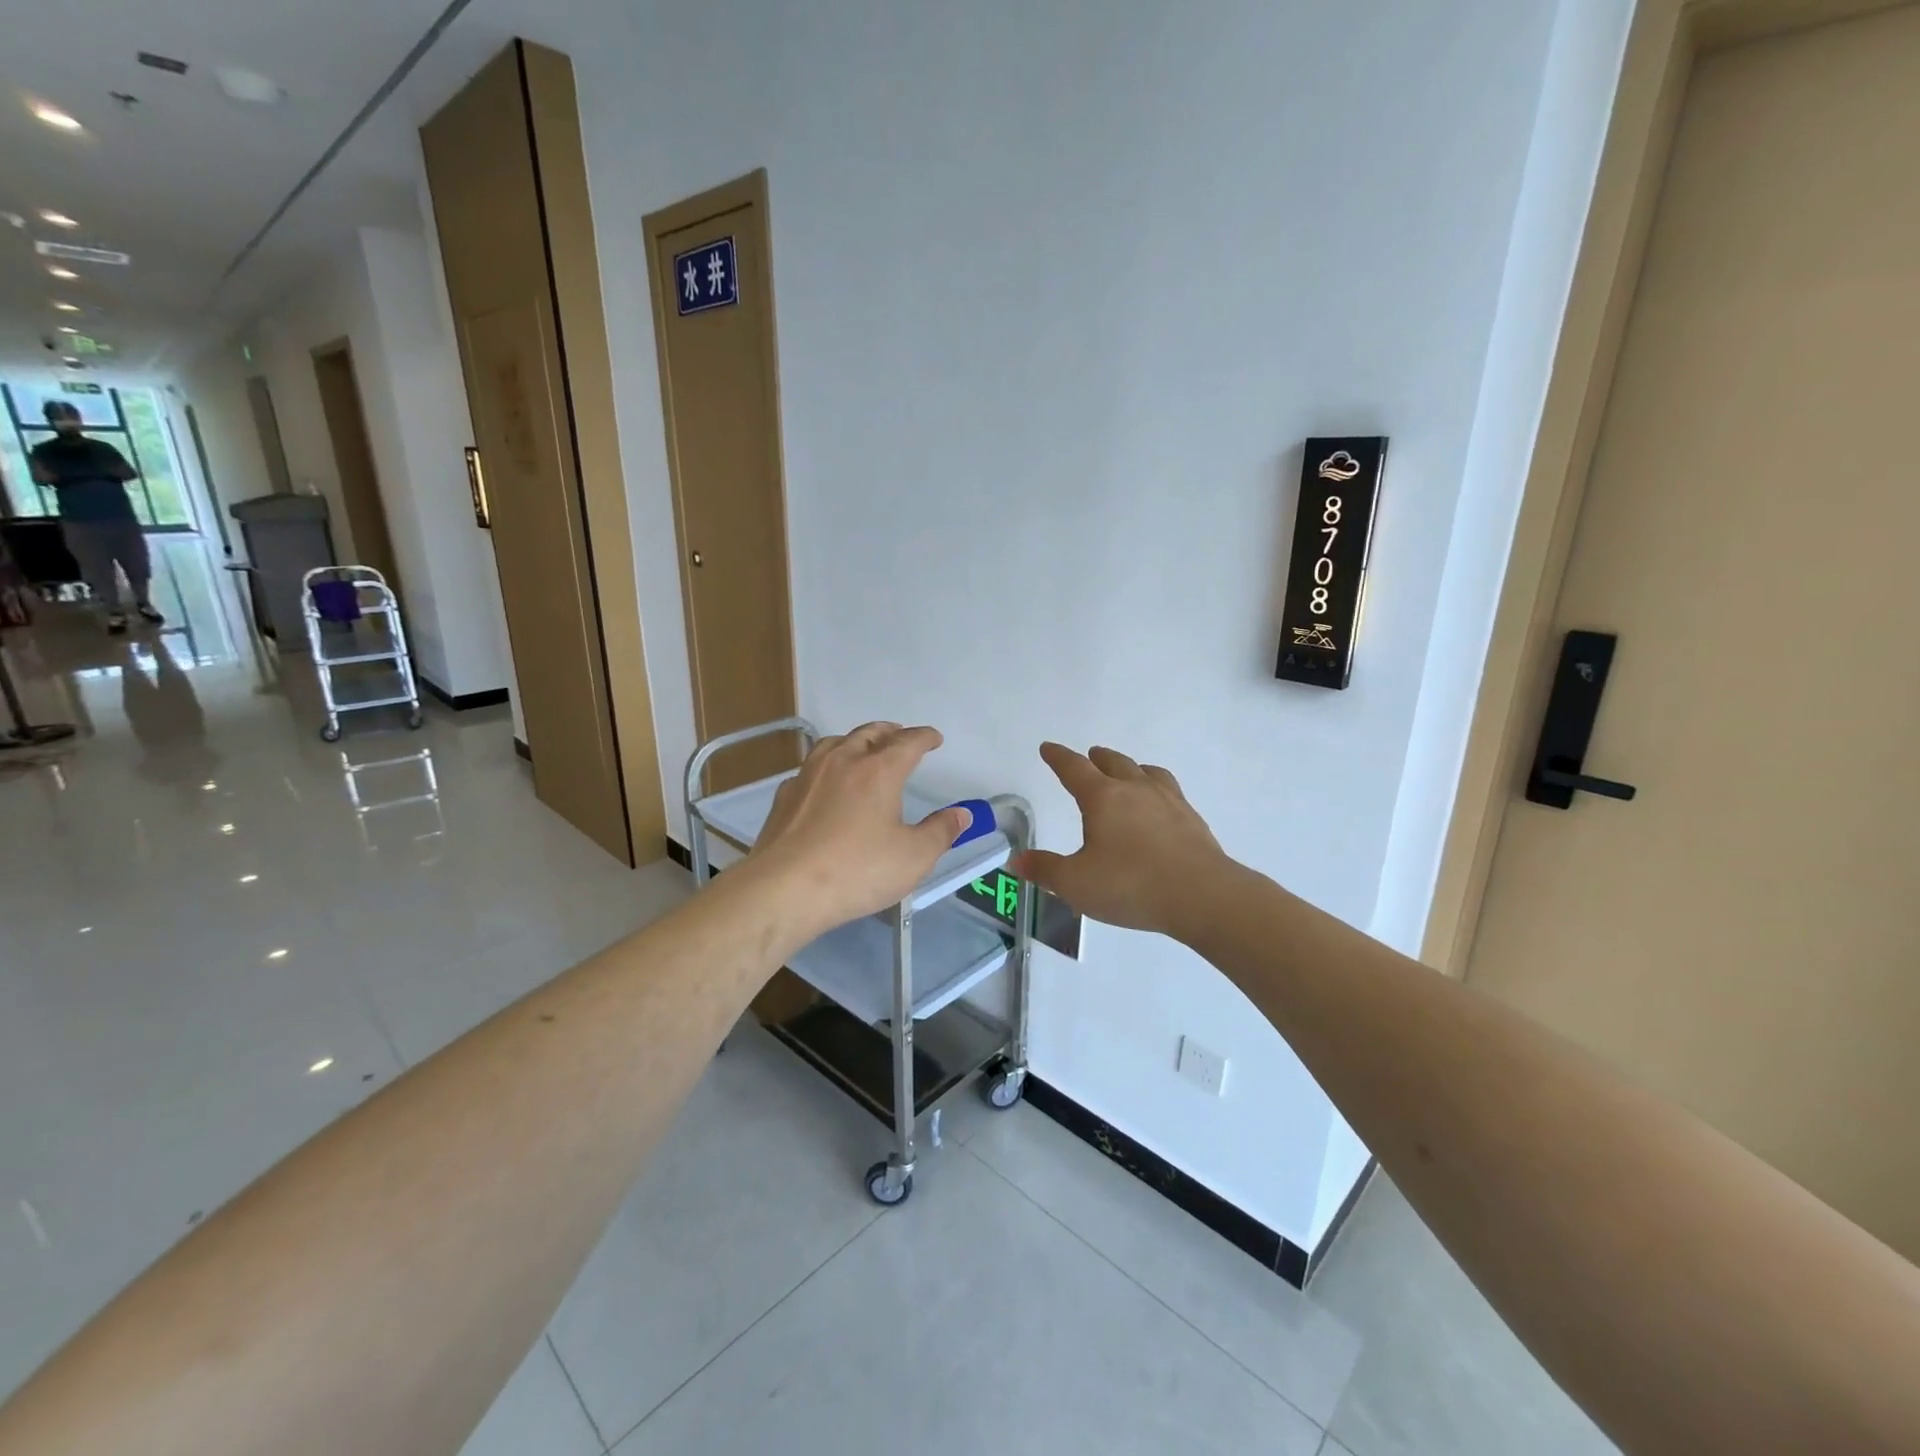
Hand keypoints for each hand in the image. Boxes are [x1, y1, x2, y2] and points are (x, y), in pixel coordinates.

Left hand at [749, 723, 971, 939]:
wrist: (785, 888)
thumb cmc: (858, 870)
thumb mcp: (913, 857)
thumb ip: (941, 832)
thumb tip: (962, 814)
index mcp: (879, 770)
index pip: (908, 742)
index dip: (924, 737)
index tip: (934, 738)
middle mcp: (843, 761)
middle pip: (869, 734)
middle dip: (889, 732)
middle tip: (900, 735)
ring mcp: (809, 776)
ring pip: (835, 743)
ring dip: (854, 741)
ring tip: (863, 749)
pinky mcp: (785, 796)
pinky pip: (810, 768)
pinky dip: (826, 766)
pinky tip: (825, 783)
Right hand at [1013, 743, 1231, 938]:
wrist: (1202, 896)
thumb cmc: (1131, 885)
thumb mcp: (1076, 883)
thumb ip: (1045, 870)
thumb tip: (1016, 861)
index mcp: (1103, 798)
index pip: (1074, 769)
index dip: (1058, 757)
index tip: (1048, 748)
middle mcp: (1135, 789)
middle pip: (1113, 763)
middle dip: (1097, 758)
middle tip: (1089, 756)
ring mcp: (1168, 801)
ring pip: (1146, 772)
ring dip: (1130, 767)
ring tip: (1127, 771)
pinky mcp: (1191, 819)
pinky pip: (1169, 790)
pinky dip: (1156, 788)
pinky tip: (1160, 804)